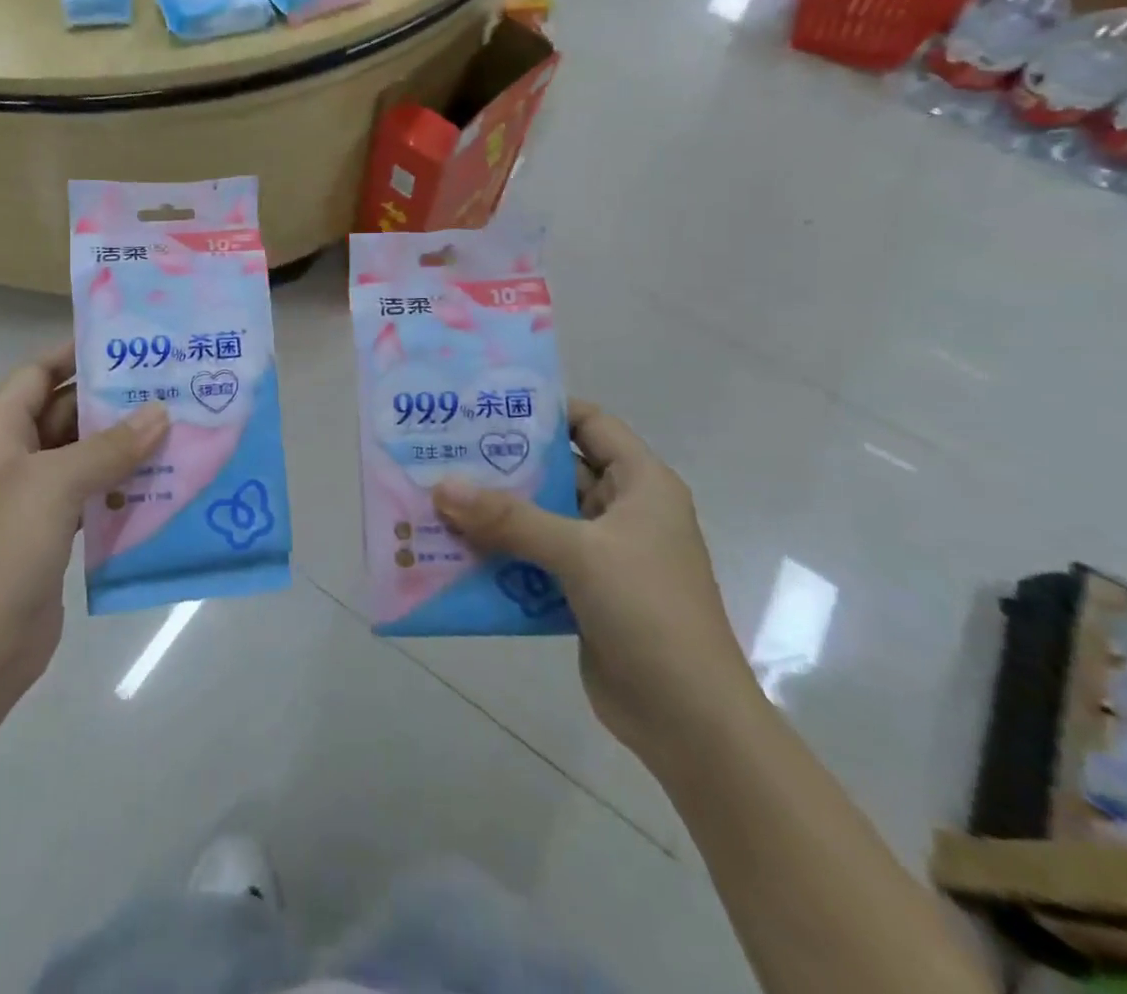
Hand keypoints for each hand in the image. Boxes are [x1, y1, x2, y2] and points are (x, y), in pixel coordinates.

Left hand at [0, 342, 167, 720]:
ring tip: (176, 426)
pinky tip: (162, 481)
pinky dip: (122, 484)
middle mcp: (13, 458)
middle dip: (112, 399)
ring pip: (83, 454)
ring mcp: (33, 497)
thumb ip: (108, 447)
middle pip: (64, 412)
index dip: (73, 354)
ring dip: (123, 443)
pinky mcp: (53, 531)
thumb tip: (159, 412)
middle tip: (167, 384)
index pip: (35, 373)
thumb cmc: (5, 551)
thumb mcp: (54, 486)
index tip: (125, 343)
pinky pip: (92, 492)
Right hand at [434, 401, 756, 771]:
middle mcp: (622, 511)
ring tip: (437, 495)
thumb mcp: (580, 553)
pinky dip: (500, 554)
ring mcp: (603, 555)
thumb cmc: (649, 612)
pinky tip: (454, 549)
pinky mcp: (583, 593)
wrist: (690, 722)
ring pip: (540, 517)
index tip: (486, 403)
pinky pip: (534, 559)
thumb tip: (440, 487)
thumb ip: (509, 518)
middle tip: (445, 447)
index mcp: (641, 484)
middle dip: (503, 462)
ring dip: (495, 512)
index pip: (591, 423)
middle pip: (557, 469)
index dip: (544, 408)